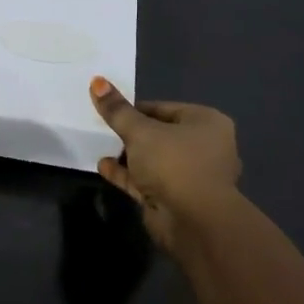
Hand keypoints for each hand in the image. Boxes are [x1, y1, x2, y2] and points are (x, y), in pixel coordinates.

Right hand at [89, 78, 240, 256]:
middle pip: (160, 134)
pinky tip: (104, 167)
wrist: (194, 222)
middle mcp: (204, 147)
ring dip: (129, 155)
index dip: (135, 109)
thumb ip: (117, 110)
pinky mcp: (178, 199)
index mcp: (206, 123)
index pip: (164, 108)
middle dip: (132, 133)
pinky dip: (128, 174)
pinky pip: (149, 180)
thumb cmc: (174, 163)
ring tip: (102, 146)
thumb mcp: (140, 131)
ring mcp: (192, 176)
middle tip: (104, 128)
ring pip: (155, 159)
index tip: (110, 110)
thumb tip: (97, 81)